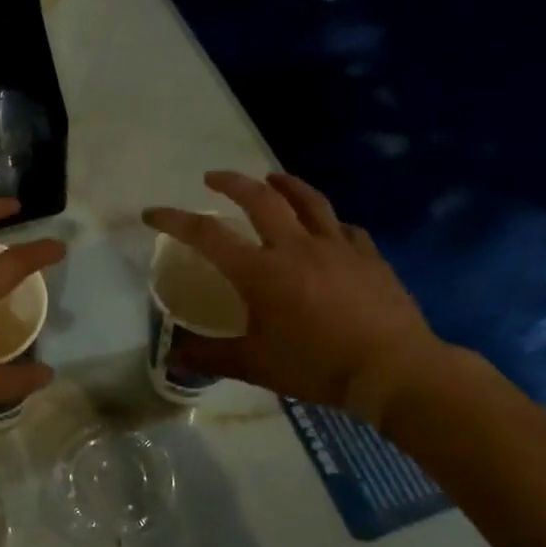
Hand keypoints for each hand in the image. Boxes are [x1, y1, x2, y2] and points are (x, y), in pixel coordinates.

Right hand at [143, 171, 447, 418]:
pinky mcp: (368, 256)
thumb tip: (172, 356)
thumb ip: (210, 357)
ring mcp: (337, 247)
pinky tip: (328, 228)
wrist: (393, 369)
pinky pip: (344, 228)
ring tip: (271, 177)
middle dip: (231, 182)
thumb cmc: (316, 366)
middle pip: (260, 198)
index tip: (152, 212)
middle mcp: (295, 247)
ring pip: (307, 200)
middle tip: (213, 178)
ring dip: (284, 184)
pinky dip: (328, 222)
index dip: (175, 220)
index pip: (207, 235)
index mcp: (260, 272)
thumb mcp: (254, 366)